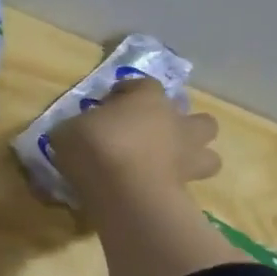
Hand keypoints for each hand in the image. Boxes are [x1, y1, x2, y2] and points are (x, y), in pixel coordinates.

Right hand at [45, 75, 221, 213]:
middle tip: (155, 133)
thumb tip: (77, 133)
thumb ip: (78, 127)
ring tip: (166, 163)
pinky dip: (175, 186)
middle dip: (183, 125)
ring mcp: (188, 157)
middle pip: (199, 119)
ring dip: (193, 157)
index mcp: (148, 99)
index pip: (144, 85)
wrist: (123, 190)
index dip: (129, 91)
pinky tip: (153, 189)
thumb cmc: (95, 146)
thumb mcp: (67, 130)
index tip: (110, 102)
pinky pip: (189, 184)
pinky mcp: (188, 190)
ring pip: (209, 155)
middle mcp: (176, 123)